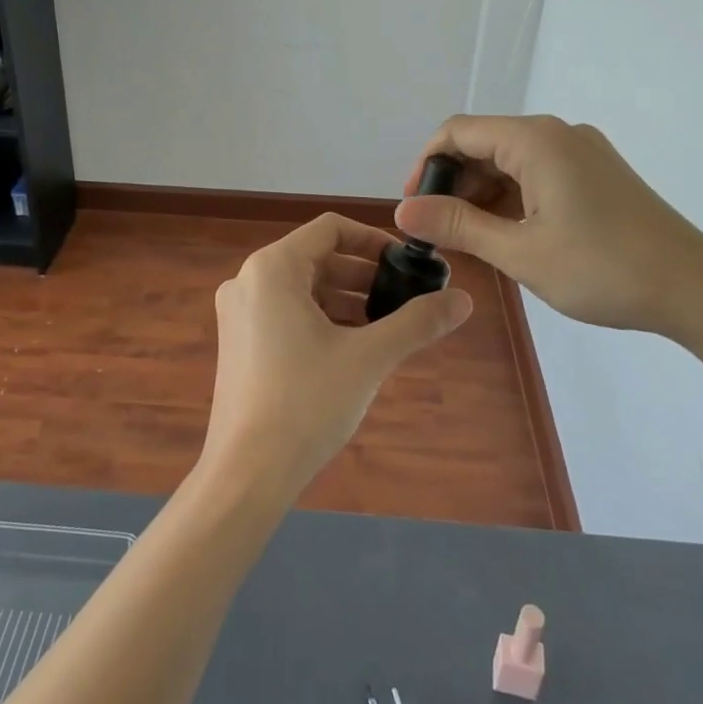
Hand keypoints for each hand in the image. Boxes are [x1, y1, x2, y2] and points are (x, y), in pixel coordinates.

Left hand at [202, 213, 472, 497]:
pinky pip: (286, 313)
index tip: (406, 264)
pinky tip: (354, 347)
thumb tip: (464, 299)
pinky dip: (322, 320)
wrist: (247, 474)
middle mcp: (248, 280)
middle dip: (363, 276)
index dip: (372, 240)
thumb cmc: (306, 403)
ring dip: (346, 300)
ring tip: (387, 326)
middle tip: (405, 298)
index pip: (329, 229)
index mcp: (272, 268)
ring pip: (302, 289)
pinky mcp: (239, 342)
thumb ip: (416, 322)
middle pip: (316, 258)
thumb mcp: (369, 358)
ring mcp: (239, 313)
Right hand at [396, 115, 702, 339]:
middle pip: (484, 143)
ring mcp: (581, 152)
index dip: (425, 165)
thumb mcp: (520, 251)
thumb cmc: (603, 269)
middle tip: (439, 231)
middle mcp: (557, 134)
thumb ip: (458, 225)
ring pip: (510, 161)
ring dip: (482, 194)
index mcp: (535, 140)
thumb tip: (403, 210)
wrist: (697, 290)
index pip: (458, 132)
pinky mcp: (597, 173)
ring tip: (470, 239)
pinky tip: (507, 234)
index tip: (412, 207)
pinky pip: (537, 173)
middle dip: (453, 182)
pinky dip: (512, 198)